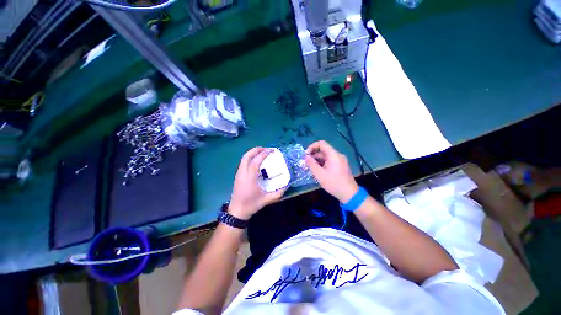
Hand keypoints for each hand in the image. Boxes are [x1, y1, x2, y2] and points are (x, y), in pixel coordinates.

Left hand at [228, 147, 285, 219]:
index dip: (263, 154)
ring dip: (252, 153)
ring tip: (261, 153)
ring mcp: (238, 174)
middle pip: (247, 156)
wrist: (237, 211)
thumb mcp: (267, 199)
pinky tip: (256, 162)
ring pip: (244, 158)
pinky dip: (250, 158)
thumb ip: (278, 193)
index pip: (256, 161)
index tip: (271, 150)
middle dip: (256, 150)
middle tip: (265, 149)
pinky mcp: (238, 176)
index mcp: (250, 177)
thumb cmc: (251, 204)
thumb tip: (287, 185)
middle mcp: (242, 173)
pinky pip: (243, 162)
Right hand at [305, 140, 358, 202]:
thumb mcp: (320, 174)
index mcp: (334, 155)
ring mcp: (340, 160)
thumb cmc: (334, 184)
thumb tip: (306, 157)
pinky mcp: (340, 165)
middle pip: (323, 150)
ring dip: (317, 160)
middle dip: (313, 155)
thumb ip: (311, 164)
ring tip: (310, 168)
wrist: (349, 194)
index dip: (312, 147)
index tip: (306, 155)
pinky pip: (329, 160)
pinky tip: (317, 170)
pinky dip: (322, 163)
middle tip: (306, 163)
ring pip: (326, 156)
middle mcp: (338, 155)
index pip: (321, 144)